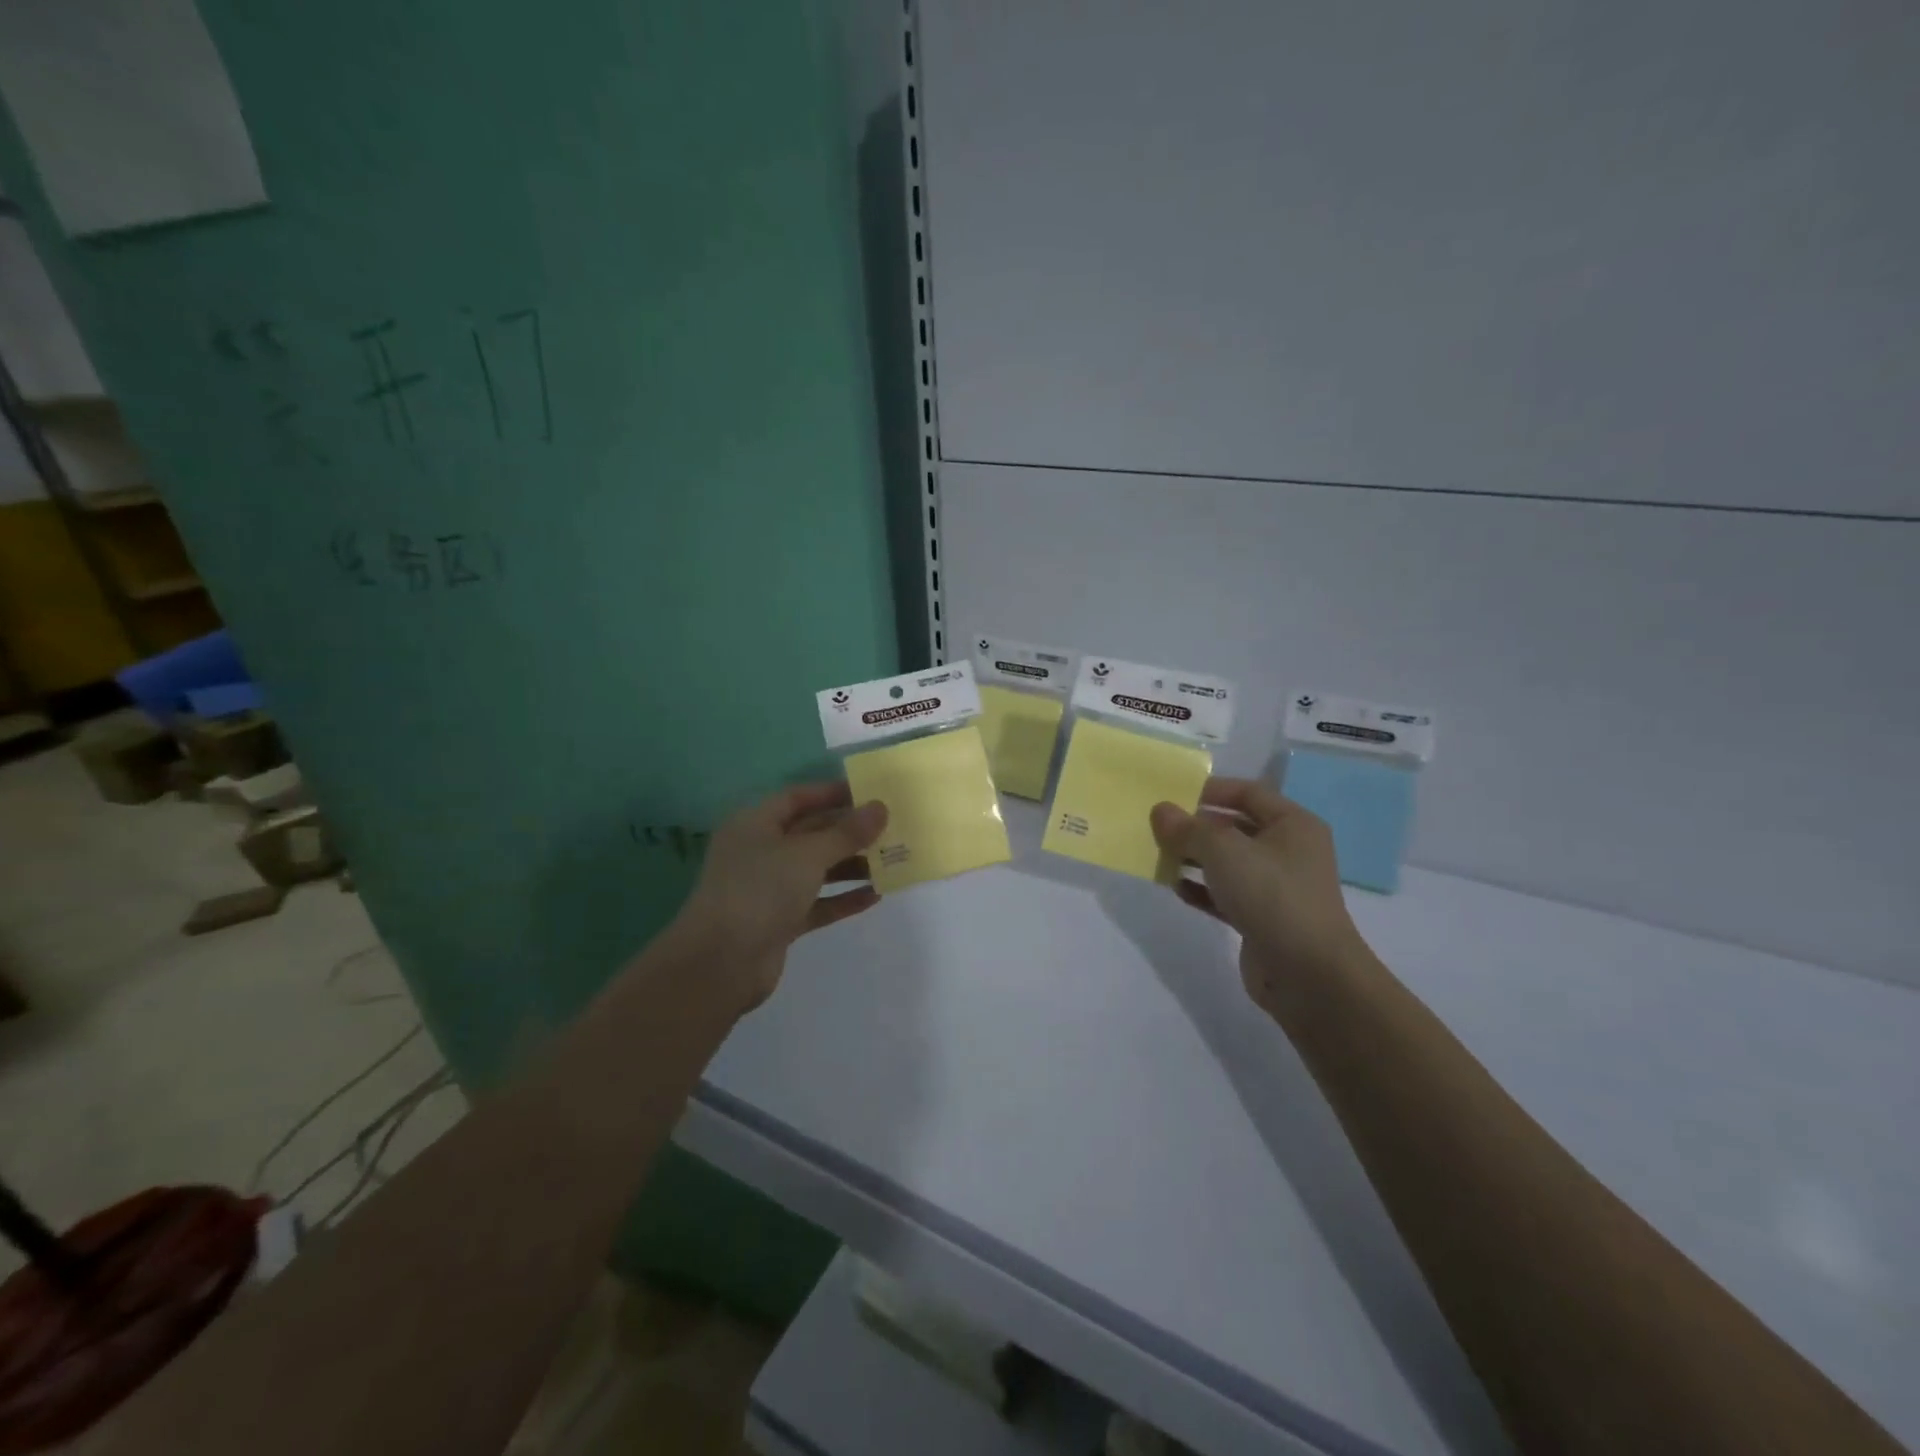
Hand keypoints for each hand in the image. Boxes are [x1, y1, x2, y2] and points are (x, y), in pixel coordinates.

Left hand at [675, 782, 887, 1014]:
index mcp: (755, 824)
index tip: (871, 794)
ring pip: (816, 869)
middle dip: (849, 831)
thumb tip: (880, 808)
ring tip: (891, 861)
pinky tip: (875, 895)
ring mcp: (769, 888)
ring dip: (851, 865)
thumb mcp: (807, 855)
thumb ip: (846, 833)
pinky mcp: (779, 921)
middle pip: (810, 833)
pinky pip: (817, 903)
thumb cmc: (760, 891)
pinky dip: (843, 898)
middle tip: (890, 828)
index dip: (832, 793)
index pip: (798, 798)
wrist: (720, 963)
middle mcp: (760, 851)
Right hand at [1150, 778, 1369, 1012]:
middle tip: (1158, 827)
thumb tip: (1161, 811)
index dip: (1210, 790)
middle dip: (1196, 827)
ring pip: (1228, 863)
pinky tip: (1175, 888)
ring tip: (1159, 856)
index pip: (1248, 793)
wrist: (1308, 975)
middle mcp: (1288, 851)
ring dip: (1194, 858)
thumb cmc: (1271, 895)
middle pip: (1235, 827)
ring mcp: (1276, 887)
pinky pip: (1226, 894)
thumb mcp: (1224, 851)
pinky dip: (1201, 889)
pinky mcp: (1262, 919)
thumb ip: (1188, 829)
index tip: (1171, 795)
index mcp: (1292, 824)